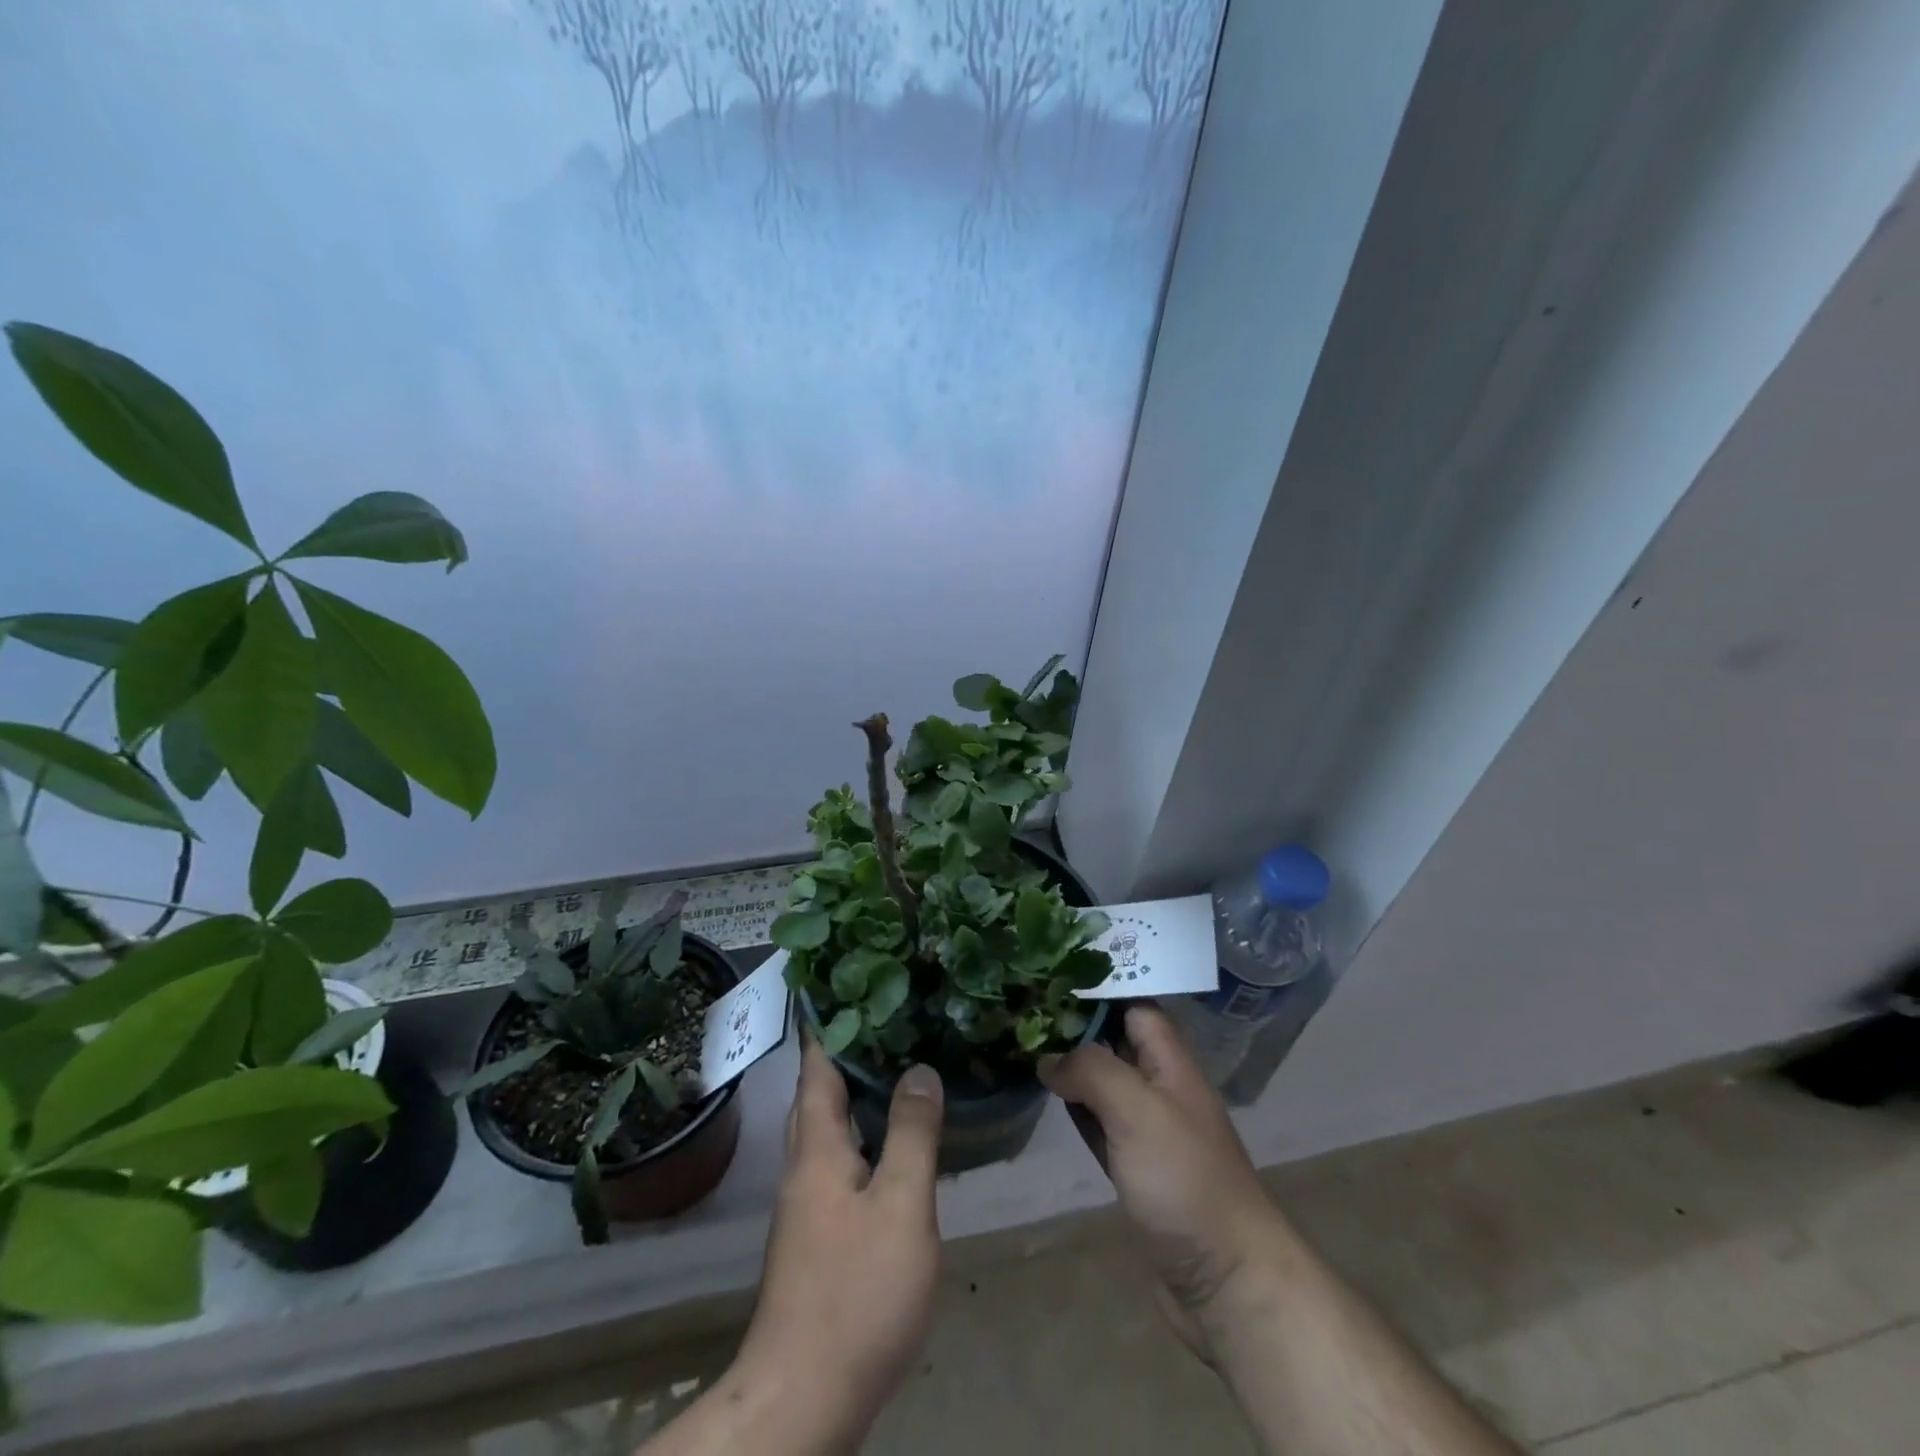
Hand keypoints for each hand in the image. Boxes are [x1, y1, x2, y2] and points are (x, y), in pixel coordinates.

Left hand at [730, 1038, 944, 1449]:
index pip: (817, 1065)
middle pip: (818, 1094)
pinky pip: (838, 1160)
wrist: (803, 1398)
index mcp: (817, 1147)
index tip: (851, 982)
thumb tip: (919, 1068)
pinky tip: (893, 1144)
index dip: (830, 1022)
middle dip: (844, 1052)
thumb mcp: (900, 1204)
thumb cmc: (856, 1291)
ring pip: (827, 1129)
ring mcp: (807, 1204)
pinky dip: (862, 1135)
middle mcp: (804, 1166)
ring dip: (853, 1093)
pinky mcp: (818, 1237)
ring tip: (896, 1067)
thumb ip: (912, 1133)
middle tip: (886, 1016)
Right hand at [1041, 1004, 1284, 1362]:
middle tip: (1025, 1010)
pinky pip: (1100, 1125)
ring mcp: (1149, 1131)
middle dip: (1076, 1026)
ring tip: (1025, 1043)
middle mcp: (1161, 1089)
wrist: (1227, 1280)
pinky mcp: (1136, 1169)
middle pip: (1116, 1042)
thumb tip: (1050, 1058)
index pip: (1135, 1007)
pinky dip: (1076, 1109)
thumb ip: (1092, 1071)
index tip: (1052, 979)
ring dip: (1073, 1067)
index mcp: (1171, 1064)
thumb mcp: (1137, 1110)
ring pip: (1105, 1084)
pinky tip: (1048, 1099)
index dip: (1098, 991)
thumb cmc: (1185, 1180)